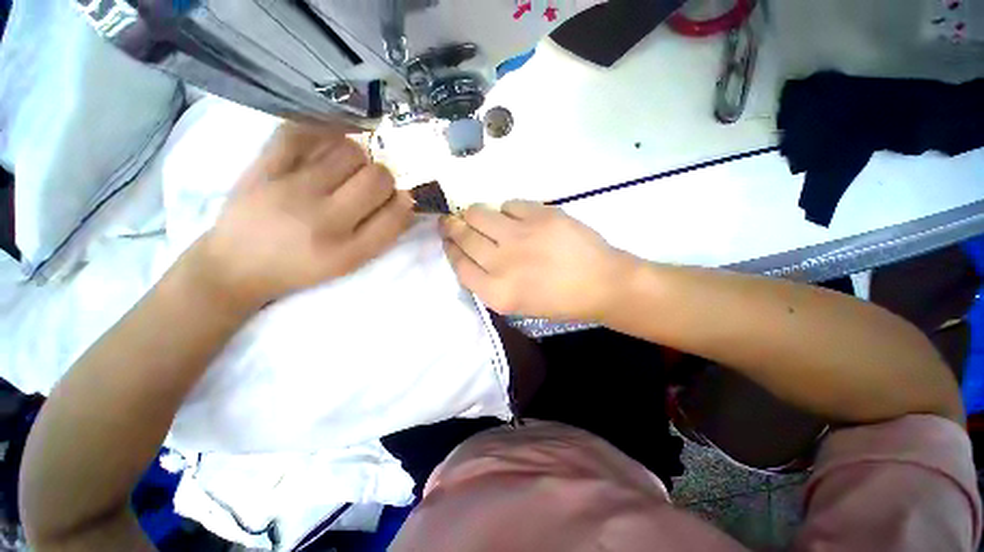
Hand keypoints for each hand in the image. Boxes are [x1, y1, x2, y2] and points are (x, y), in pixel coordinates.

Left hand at [187, 123, 413, 311]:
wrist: (236, 266)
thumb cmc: (301, 268)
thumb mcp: (349, 263)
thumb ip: (381, 234)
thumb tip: (406, 199)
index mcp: (348, 251)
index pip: (396, 214)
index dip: (405, 201)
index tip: (399, 198)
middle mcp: (323, 220)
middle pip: (378, 177)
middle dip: (384, 177)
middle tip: (372, 184)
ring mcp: (291, 189)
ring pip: (348, 150)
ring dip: (358, 156)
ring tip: (347, 167)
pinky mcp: (263, 168)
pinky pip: (301, 132)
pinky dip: (322, 129)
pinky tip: (329, 140)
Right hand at [440, 201, 628, 320]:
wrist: (600, 283)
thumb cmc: (559, 300)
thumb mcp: (516, 303)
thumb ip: (488, 281)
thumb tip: (471, 253)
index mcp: (496, 292)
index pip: (459, 264)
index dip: (450, 248)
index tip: (448, 238)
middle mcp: (502, 263)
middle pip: (464, 236)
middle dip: (452, 226)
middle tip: (451, 220)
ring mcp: (520, 235)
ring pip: (479, 213)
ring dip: (475, 214)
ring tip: (482, 217)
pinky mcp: (539, 214)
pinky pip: (509, 204)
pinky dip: (508, 210)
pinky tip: (517, 218)